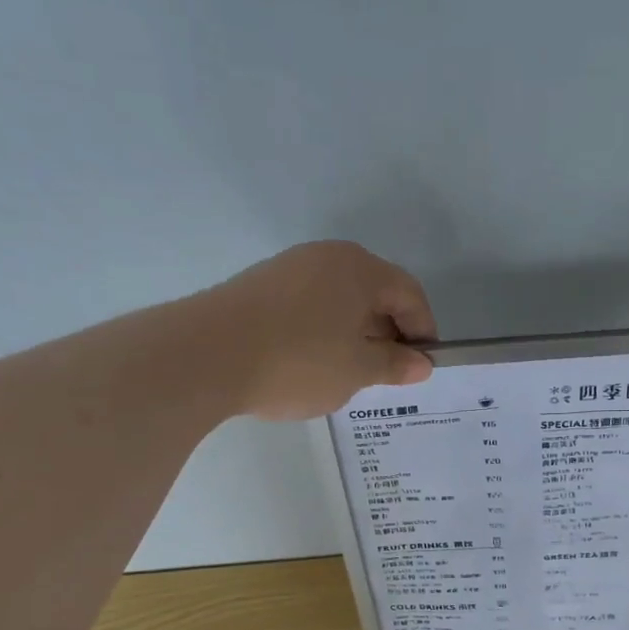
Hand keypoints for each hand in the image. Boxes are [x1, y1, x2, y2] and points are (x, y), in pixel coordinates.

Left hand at [199, 241, 436, 420]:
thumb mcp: (356, 370)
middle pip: (374, 291)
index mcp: (359, 269)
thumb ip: (393, 364)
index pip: (409, 293)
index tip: (422, 365)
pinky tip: (310, 362)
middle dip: (388, 331)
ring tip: (348, 371)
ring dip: (354, 332)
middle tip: (387, 372)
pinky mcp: (259, 286)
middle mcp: (326, 257)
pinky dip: (322, 330)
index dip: (423, 330)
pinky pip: (308, 305)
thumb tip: (421, 364)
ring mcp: (288, 268)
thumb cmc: (298, 360)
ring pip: (339, 299)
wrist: (205, 355)